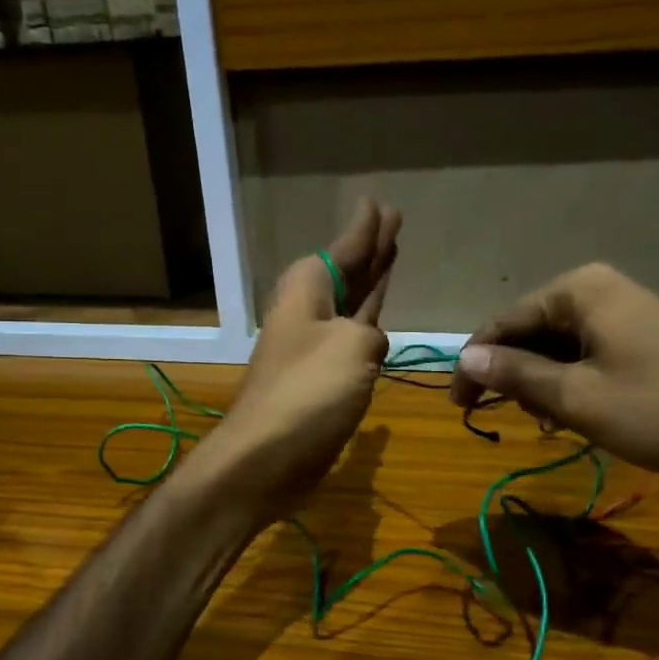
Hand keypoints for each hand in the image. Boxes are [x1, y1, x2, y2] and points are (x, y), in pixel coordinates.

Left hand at [195, 199, 401, 514]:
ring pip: (350, 301)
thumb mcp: (354, 347)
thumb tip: (370, 344)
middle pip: (346, 270)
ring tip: (391, 253)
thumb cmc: (308, 392)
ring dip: (370, 280)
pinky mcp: (322, 377)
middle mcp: (308, 310)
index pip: (344, 248)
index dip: (366, 229)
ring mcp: (314, 345)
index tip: (379, 203)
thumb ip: (372, 333)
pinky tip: (379, 317)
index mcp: (309, 290)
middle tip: (393, 220)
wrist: (266, 456)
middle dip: (370, 248)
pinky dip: (367, 320)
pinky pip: (351, 334)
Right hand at [447, 263, 658, 478]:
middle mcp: (598, 289)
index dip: (475, 366)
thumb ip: (517, 375)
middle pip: (531, 333)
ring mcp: (625, 311)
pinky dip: (573, 384)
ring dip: (543, 385)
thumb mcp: (579, 398)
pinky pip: (589, 355)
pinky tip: (575, 416)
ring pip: (559, 348)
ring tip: (548, 424)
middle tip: (507, 420)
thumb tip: (466, 359)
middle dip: (514, 377)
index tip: (459, 407)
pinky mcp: (644, 336)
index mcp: (577, 290)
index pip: (503, 324)